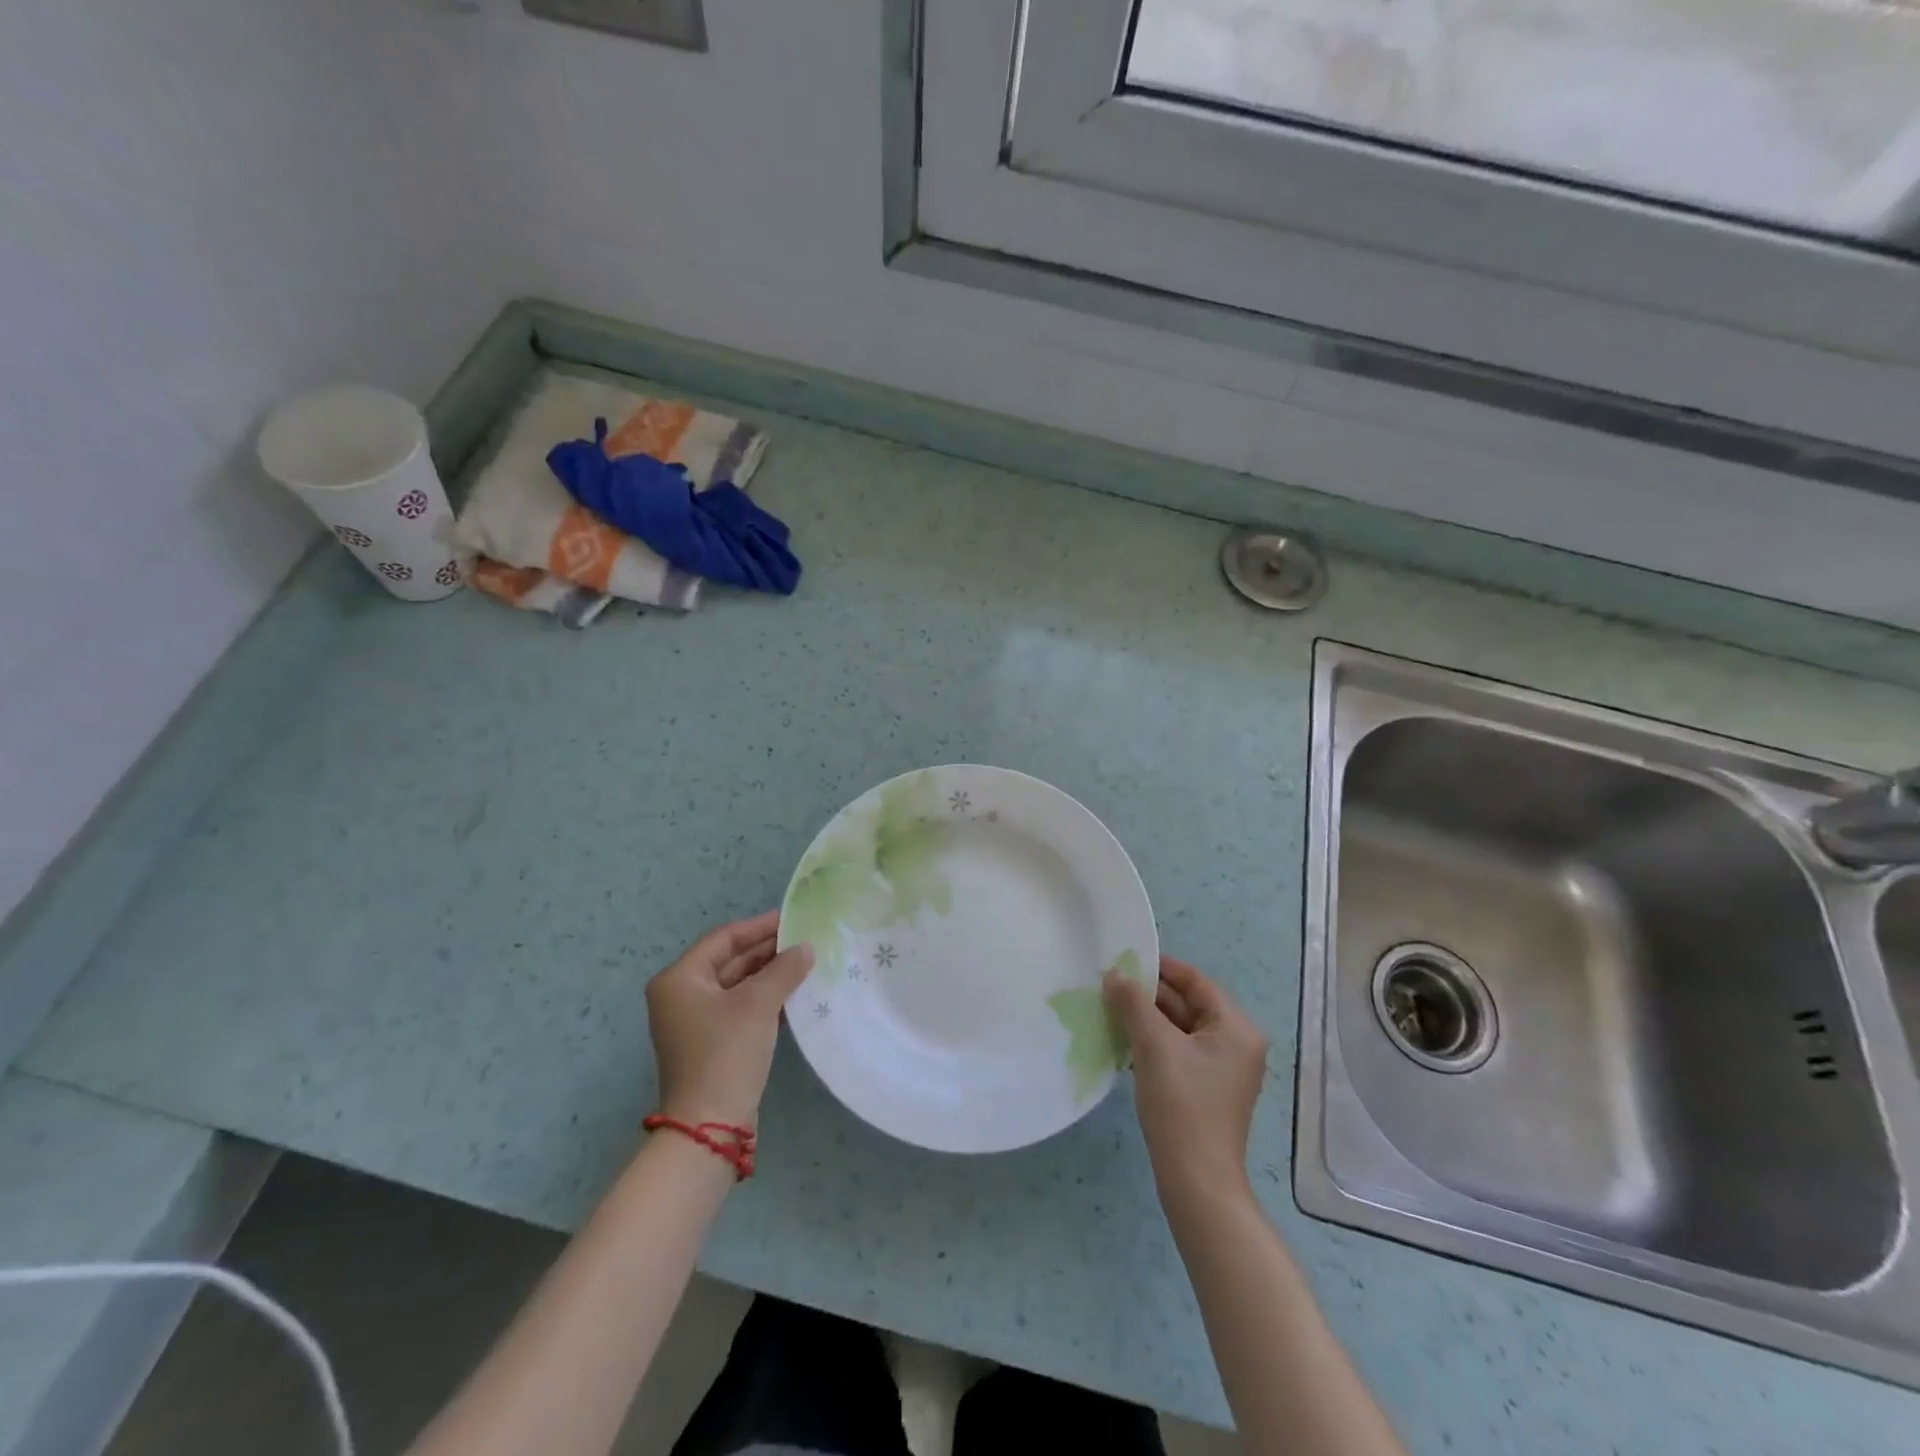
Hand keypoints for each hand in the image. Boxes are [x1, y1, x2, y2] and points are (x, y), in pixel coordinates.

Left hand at [646, 910, 814, 1130]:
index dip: (760, 926)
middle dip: (768, 951)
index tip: (794, 918)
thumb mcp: (758, 1004)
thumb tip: (806, 947)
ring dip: (770, 975)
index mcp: (680, 979)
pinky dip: (765, 999)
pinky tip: (795, 995)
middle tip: (805, 940)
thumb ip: (784, 969)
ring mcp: (695, 1022)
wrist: (710, 1125)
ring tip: (806, 963)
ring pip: (737, 985)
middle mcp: (681, 995)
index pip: (724, 938)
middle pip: (730, 960)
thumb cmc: (727, 1052)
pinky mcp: (711, 1043)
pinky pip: (740, 1008)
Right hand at [1104, 955, 1268, 1196]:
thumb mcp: (1154, 1045)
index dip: (1162, 968)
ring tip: (1111, 1008)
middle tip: (1112, 983)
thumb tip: (1115, 974)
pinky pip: (1179, 1051)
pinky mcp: (1206, 1088)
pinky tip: (1123, 1041)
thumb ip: (1134, 1003)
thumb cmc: (1182, 1103)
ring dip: (1148, 1019)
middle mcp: (1236, 1043)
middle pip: (1189, 1004)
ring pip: (1181, 1028)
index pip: (1197, 982)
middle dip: (1150, 995)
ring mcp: (1223, 1069)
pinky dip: (1154, 1042)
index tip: (1127, 958)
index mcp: (1236, 1028)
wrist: (1195, 1180)